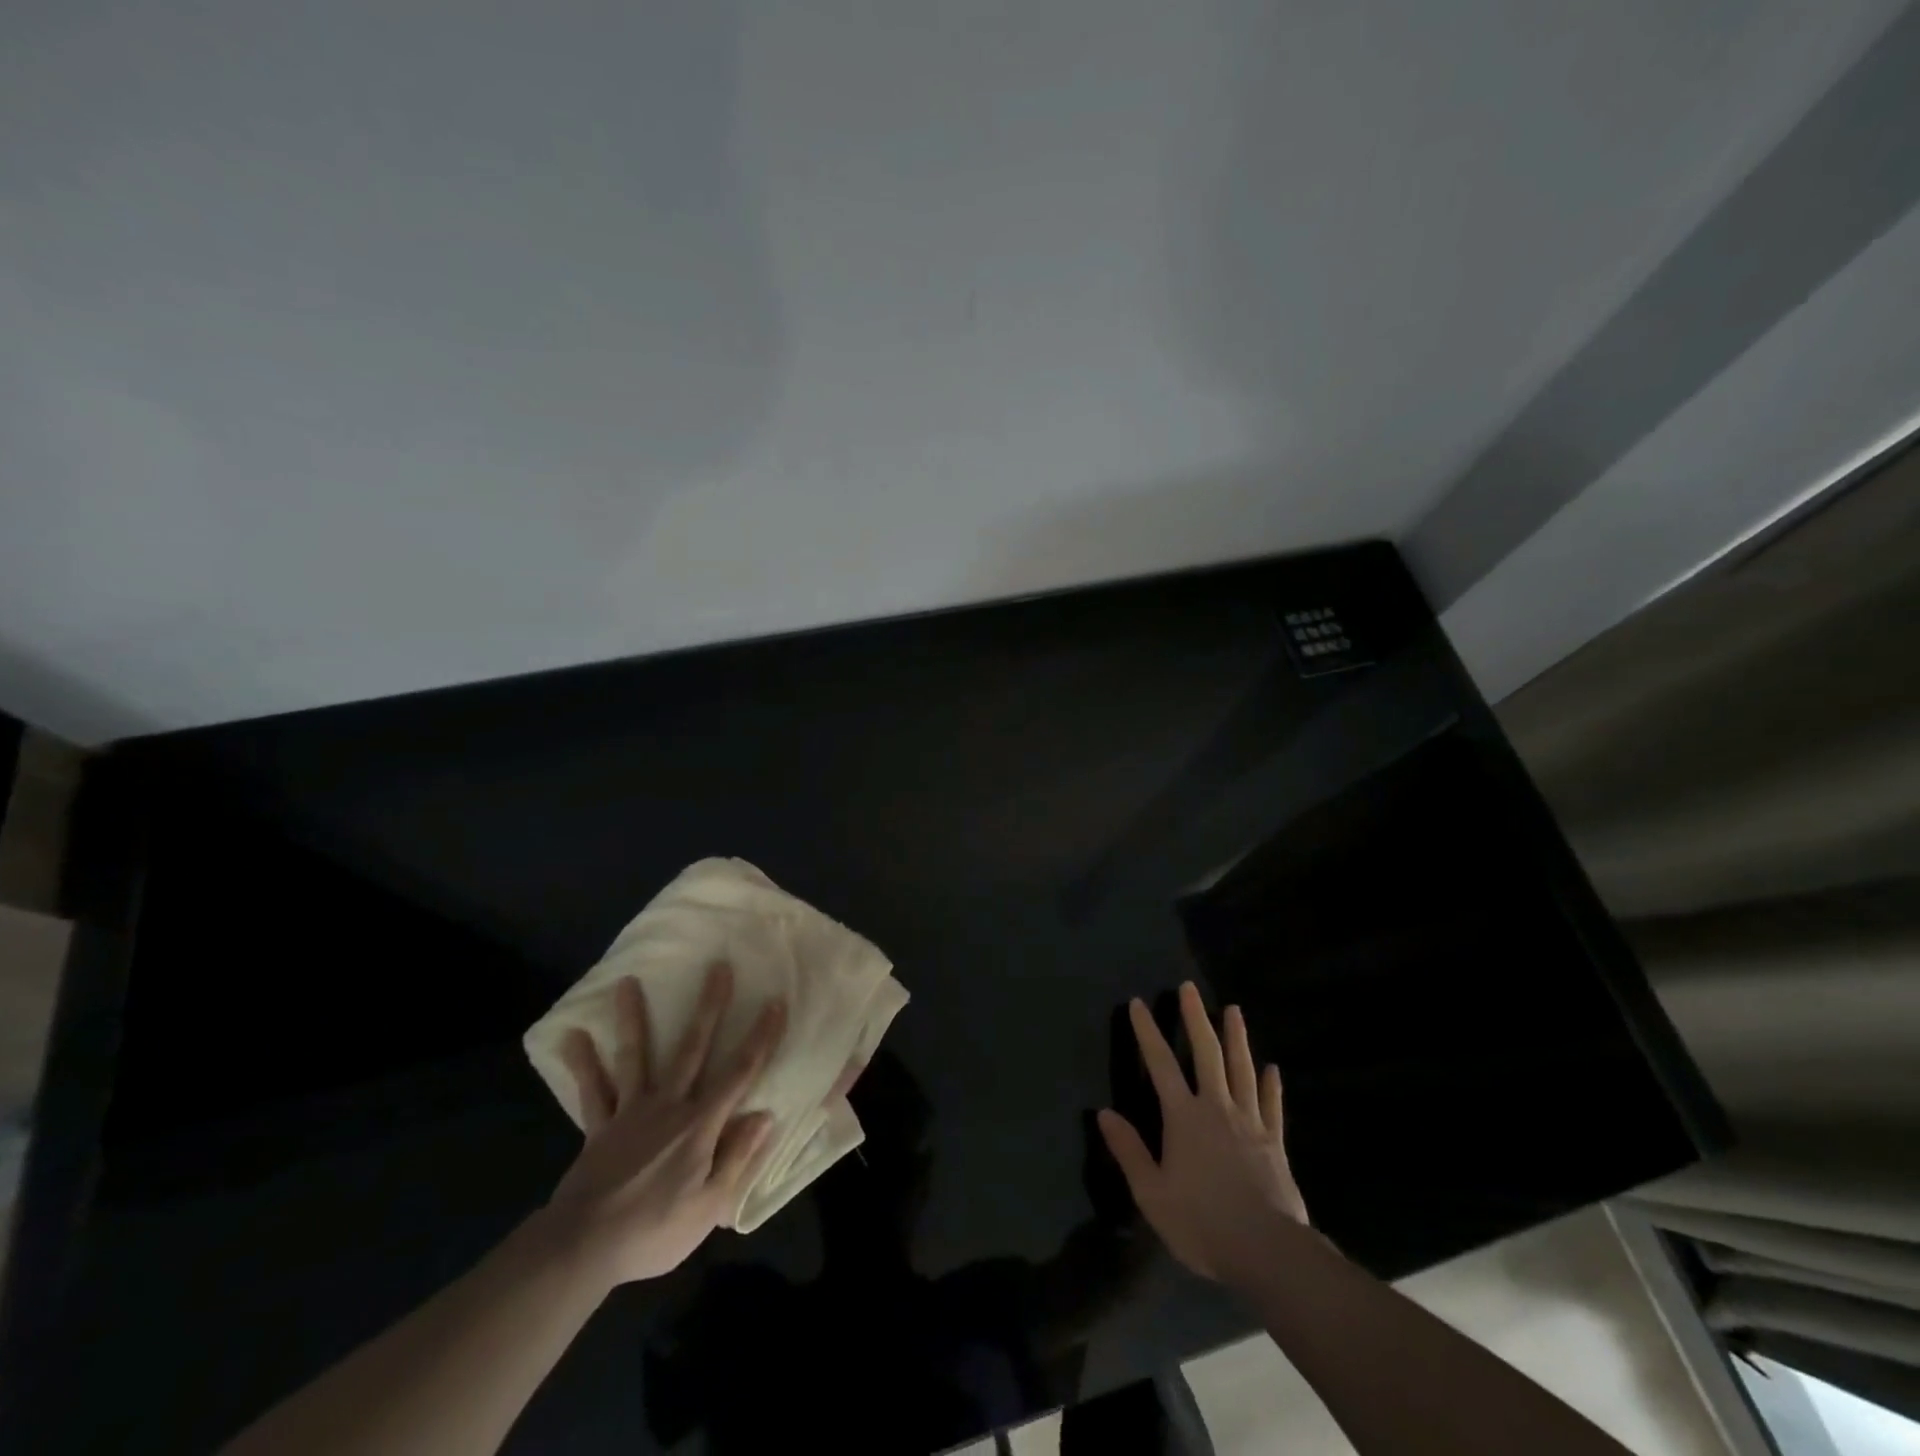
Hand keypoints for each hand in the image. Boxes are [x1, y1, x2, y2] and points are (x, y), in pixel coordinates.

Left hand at [541, 963, 784, 1286]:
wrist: (583, 1248)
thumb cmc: (654, 1230)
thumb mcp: (709, 1206)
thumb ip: (738, 1158)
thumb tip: (765, 1116)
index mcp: (699, 1124)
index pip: (739, 1073)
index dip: (760, 1038)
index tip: (774, 1003)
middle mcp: (668, 1105)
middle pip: (692, 1048)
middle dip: (709, 1006)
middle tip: (718, 967)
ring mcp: (630, 1112)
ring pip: (636, 1056)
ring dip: (633, 1018)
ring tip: (627, 982)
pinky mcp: (600, 1127)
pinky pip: (593, 1090)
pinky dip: (583, 1063)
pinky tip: (571, 1035)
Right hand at [1097, 982, 1307, 1285]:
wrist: (1267, 1251)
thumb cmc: (1203, 1223)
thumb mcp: (1153, 1194)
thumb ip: (1130, 1151)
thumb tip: (1104, 1113)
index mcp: (1184, 1118)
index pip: (1160, 1064)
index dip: (1148, 1032)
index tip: (1139, 1003)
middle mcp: (1217, 1108)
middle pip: (1207, 1054)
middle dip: (1196, 1018)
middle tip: (1189, 988)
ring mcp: (1250, 1122)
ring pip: (1242, 1070)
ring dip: (1237, 1038)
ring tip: (1234, 1010)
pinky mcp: (1274, 1142)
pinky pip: (1272, 1106)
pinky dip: (1272, 1085)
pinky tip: (1273, 1068)